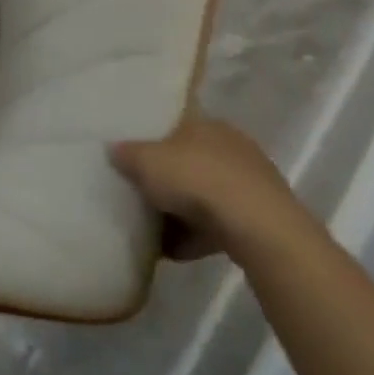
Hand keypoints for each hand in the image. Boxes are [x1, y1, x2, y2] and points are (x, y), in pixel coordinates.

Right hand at [110, 117, 299, 261]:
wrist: (259, 229)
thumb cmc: (197, 180)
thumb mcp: (146, 161)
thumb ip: (126, 153)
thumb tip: (113, 149)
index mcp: (206, 123)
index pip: (175, 125)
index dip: (152, 141)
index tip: (132, 159)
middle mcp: (230, 146)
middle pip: (188, 162)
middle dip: (166, 180)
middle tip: (140, 196)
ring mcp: (249, 184)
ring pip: (204, 195)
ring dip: (182, 212)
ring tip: (154, 231)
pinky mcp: (260, 219)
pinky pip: (218, 224)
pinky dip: (197, 236)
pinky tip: (176, 251)